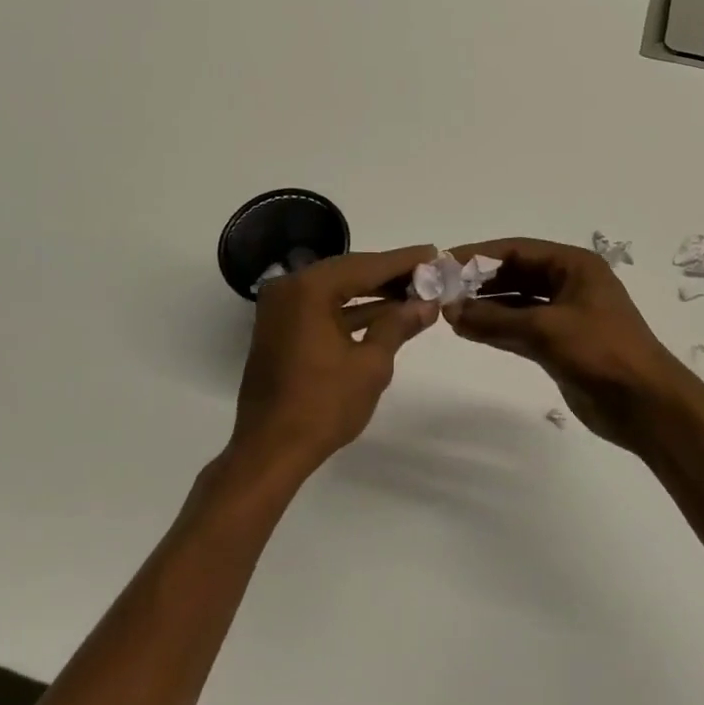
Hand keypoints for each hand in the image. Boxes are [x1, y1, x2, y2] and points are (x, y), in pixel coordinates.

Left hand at [230, 244, 440, 476]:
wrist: (270, 451)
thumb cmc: (323, 406)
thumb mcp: (370, 364)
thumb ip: (398, 325)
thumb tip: (427, 303)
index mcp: (309, 289)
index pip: (366, 266)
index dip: (403, 261)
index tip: (433, 253)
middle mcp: (290, 289)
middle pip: (350, 272)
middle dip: (390, 275)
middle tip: (427, 273)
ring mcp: (281, 309)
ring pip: (336, 290)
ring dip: (373, 293)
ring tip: (414, 293)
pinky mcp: (280, 329)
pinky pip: (322, 308)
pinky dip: (351, 311)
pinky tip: (385, 315)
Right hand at [444, 238, 693, 448]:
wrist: (646, 406)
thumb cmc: (601, 352)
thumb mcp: (546, 330)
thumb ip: (495, 319)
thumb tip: (450, 310)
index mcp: (574, 265)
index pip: (518, 250)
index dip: (479, 255)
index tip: (444, 263)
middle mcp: (569, 283)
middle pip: (516, 274)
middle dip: (480, 282)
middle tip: (441, 291)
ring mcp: (565, 315)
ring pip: (517, 303)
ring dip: (486, 307)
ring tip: (449, 312)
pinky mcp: (561, 344)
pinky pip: (521, 328)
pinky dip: (497, 329)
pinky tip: (469, 331)